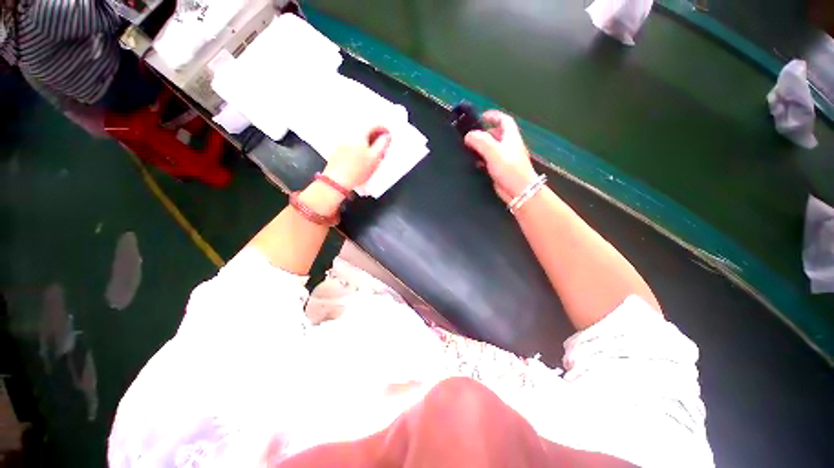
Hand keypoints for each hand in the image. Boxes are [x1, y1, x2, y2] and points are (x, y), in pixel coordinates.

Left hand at [322, 127, 391, 191]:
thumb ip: (382, 144)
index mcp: (359, 133)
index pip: (374, 124)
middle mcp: (349, 134)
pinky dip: (360, 147)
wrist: (337, 181)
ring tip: (374, 154)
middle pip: (366, 130)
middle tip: (383, 146)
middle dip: (376, 137)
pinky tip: (363, 158)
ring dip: (368, 143)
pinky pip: (352, 144)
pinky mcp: (338, 150)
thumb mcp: (375, 157)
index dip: (384, 129)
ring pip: (359, 138)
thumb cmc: (357, 170)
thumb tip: (387, 136)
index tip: (388, 136)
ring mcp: (342, 142)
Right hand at [464, 111, 537, 202]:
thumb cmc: (509, 168)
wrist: (519, 190)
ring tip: (469, 149)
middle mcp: (508, 146)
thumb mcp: (494, 151)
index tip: (481, 116)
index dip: (493, 116)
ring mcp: (505, 158)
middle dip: (484, 133)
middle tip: (471, 136)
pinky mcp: (500, 170)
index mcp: (511, 137)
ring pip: (492, 148)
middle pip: (496, 134)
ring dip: (481, 147)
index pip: (504, 120)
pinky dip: (481, 159)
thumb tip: (468, 135)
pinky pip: (489, 161)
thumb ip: (480, 141)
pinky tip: (474, 163)